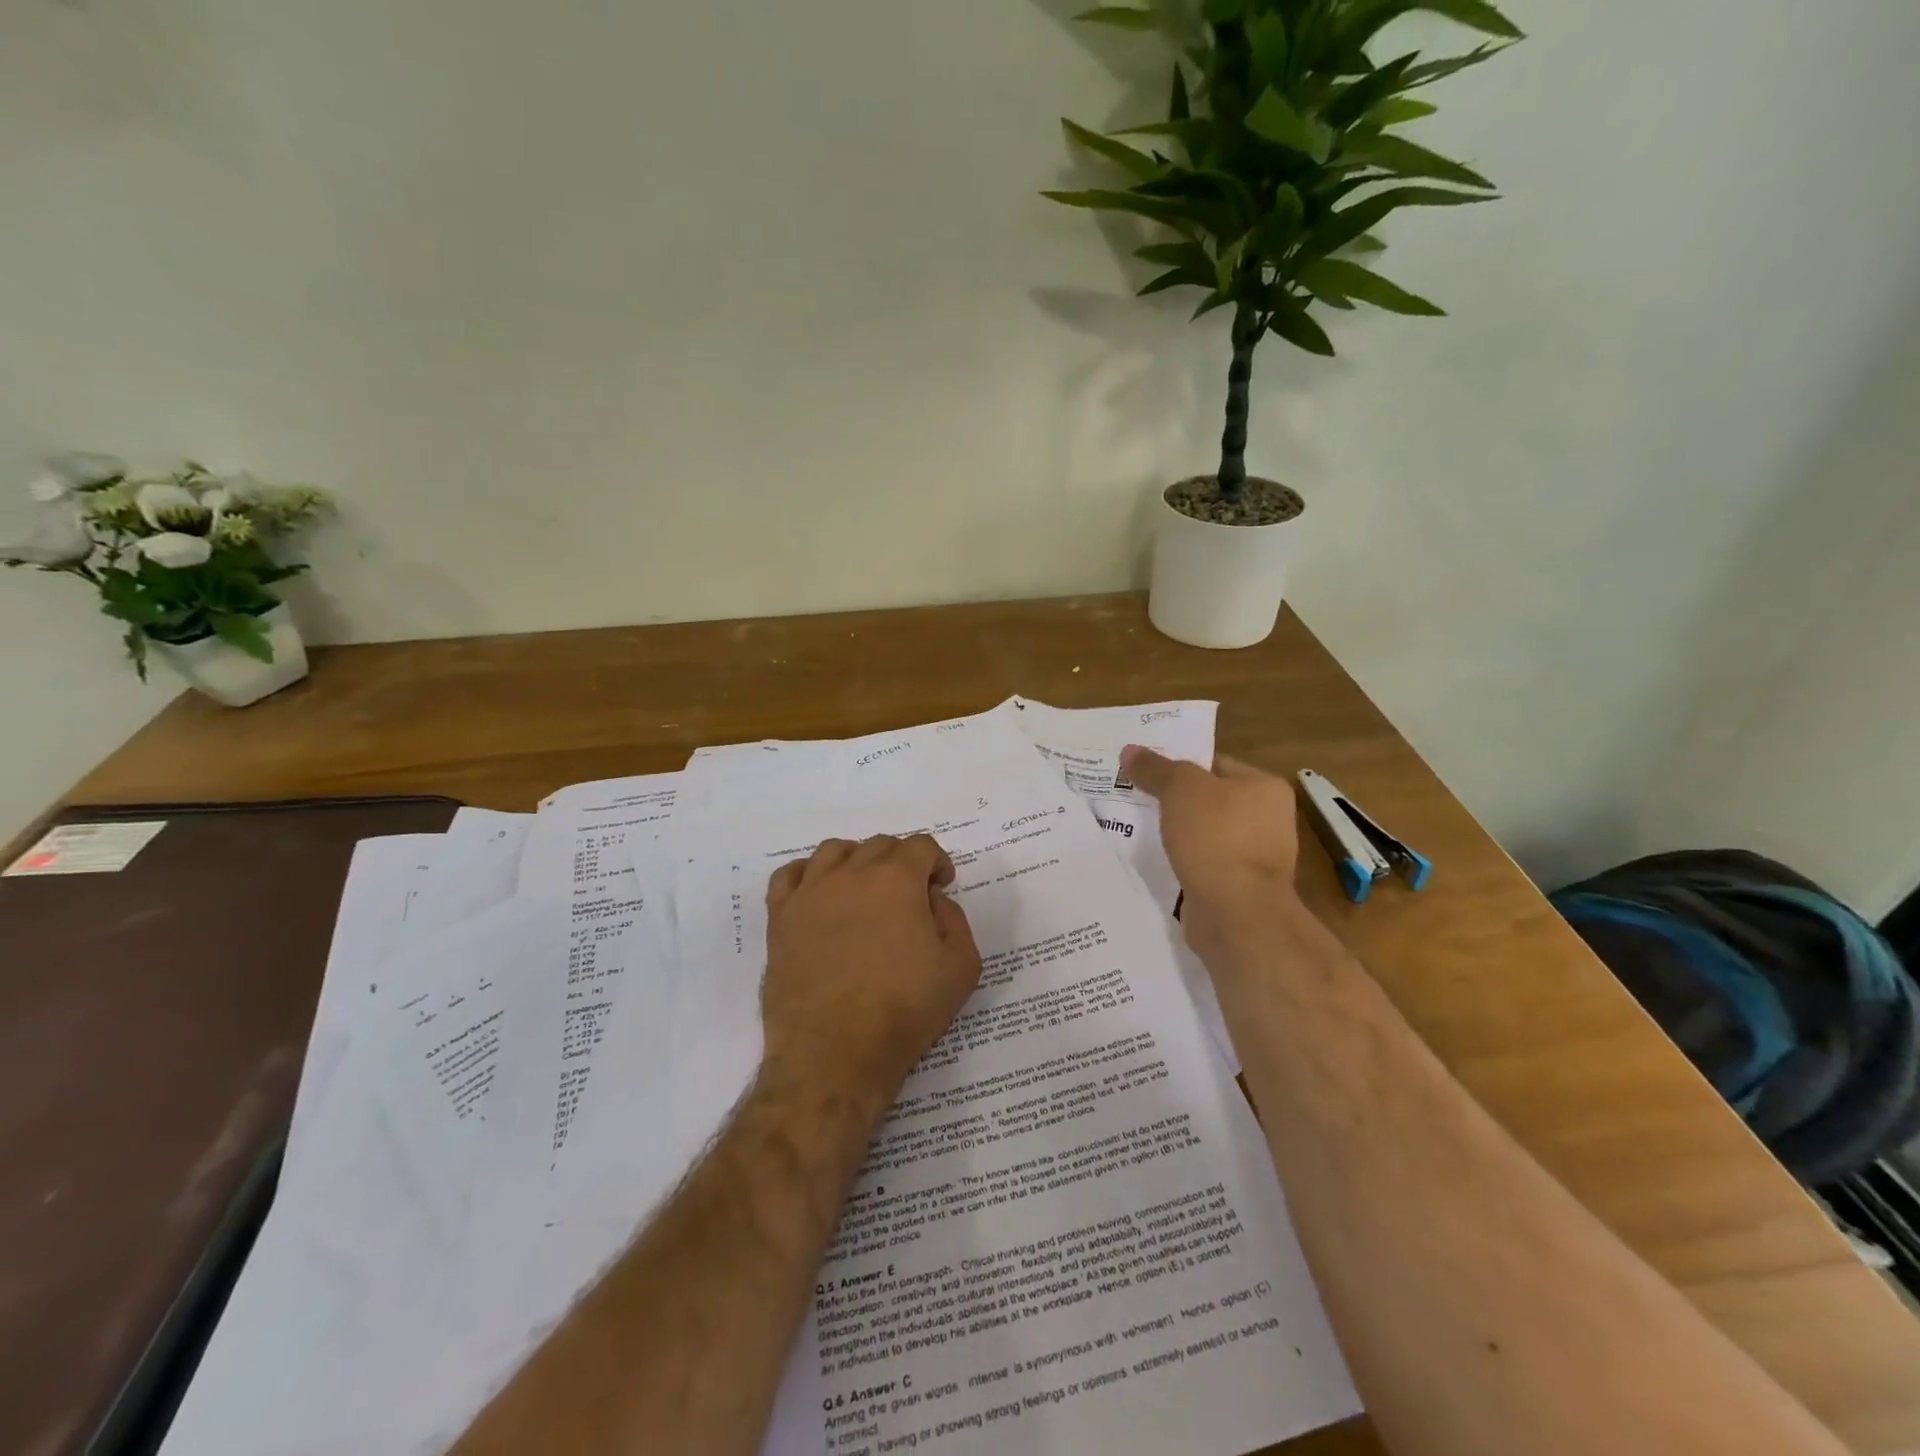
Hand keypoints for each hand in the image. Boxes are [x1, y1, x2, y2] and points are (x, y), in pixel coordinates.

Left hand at [761, 834, 982, 1120]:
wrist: (835, 1054)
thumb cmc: (904, 1011)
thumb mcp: (961, 967)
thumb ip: (954, 919)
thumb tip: (931, 899)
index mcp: (897, 879)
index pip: (920, 846)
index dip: (936, 862)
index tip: (941, 886)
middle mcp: (852, 873)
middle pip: (879, 845)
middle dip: (901, 862)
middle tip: (909, 896)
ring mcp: (811, 893)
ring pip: (834, 851)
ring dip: (856, 861)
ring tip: (864, 890)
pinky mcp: (781, 917)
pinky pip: (790, 875)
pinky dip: (808, 874)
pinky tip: (820, 894)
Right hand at [1120, 746, 1302, 961]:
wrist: (1236, 914)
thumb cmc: (1217, 838)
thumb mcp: (1181, 790)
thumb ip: (1156, 769)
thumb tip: (1130, 750)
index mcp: (1265, 788)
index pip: (1216, 763)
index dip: (1178, 764)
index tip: (1143, 769)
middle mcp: (1266, 820)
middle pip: (1208, 799)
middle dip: (1172, 800)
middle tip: (1132, 794)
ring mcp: (1252, 858)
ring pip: (1202, 834)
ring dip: (1175, 833)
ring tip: (1134, 825)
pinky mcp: (1235, 888)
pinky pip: (1201, 864)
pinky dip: (1180, 861)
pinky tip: (1153, 859)